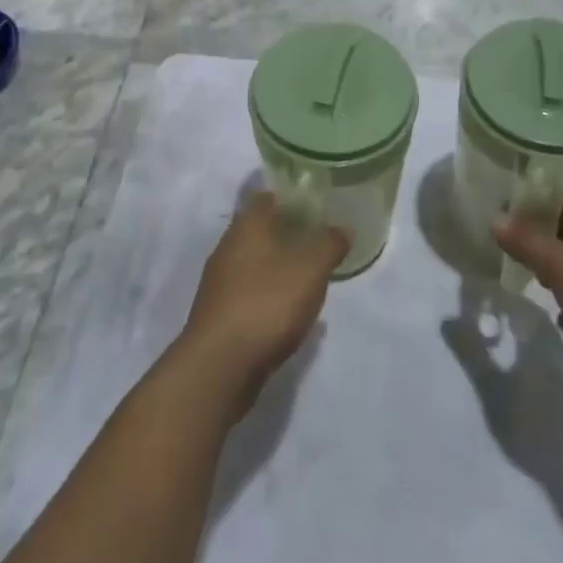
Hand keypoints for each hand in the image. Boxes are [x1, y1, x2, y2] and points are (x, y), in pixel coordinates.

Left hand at [180, 193, 348, 407]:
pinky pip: (250, 292)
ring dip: (280, 266)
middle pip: (261, 230)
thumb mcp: (311, 268)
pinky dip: (270, 295)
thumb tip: (342, 228)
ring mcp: (220, 281)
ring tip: (311, 276)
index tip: (318, 206)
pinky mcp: (220, 313)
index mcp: (247, 225)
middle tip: (321, 240)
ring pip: (255, 262)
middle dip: (289, 233)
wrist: (220, 366)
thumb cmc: (267, 303)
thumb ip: (329, 243)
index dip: (292, 197)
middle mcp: (228, 246)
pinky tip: (290, 311)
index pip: (268, 196)